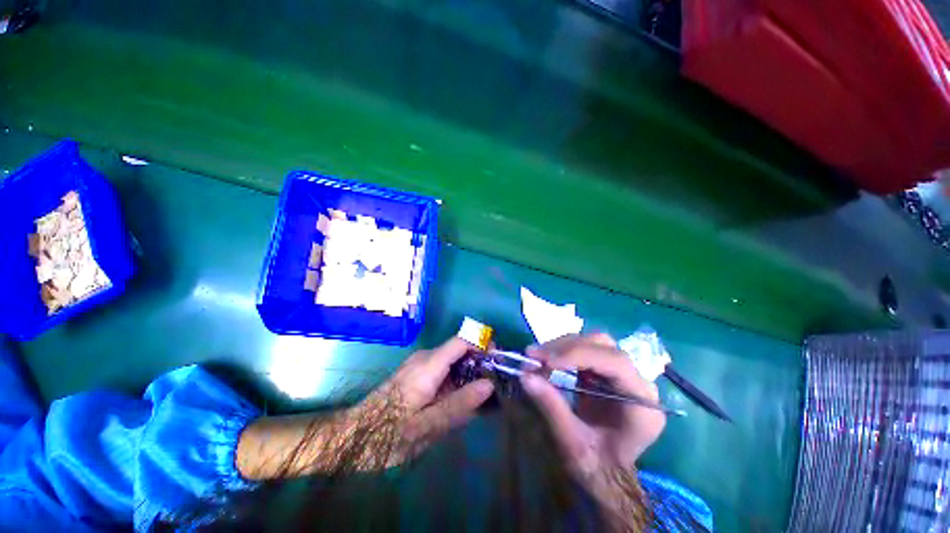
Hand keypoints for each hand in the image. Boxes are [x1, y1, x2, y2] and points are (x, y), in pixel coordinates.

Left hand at [365, 337, 493, 463]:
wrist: (351, 436)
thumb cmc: (387, 434)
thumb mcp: (426, 427)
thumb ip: (459, 405)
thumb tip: (489, 386)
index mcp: (428, 365)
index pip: (461, 341)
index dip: (482, 344)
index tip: (497, 361)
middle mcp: (425, 358)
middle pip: (459, 349)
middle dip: (479, 363)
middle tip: (493, 387)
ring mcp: (419, 365)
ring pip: (452, 360)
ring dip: (469, 374)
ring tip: (481, 398)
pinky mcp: (416, 374)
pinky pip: (443, 369)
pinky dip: (456, 380)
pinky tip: (460, 401)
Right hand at [520, 333, 664, 482]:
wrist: (607, 477)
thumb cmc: (596, 468)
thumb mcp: (572, 443)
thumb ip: (551, 406)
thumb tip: (525, 375)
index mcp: (642, 405)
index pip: (615, 363)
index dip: (579, 354)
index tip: (546, 360)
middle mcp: (639, 384)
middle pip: (604, 346)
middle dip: (566, 347)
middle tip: (535, 355)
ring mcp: (624, 376)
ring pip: (594, 343)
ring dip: (562, 346)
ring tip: (537, 357)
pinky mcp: (609, 373)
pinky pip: (587, 351)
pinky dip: (564, 353)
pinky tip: (549, 361)